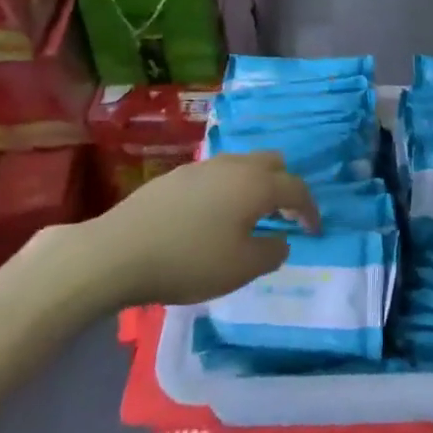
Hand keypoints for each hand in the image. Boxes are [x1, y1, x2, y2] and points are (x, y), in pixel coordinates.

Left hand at [95, 153, 320, 306]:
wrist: (118, 252)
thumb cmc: (189, 260)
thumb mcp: (241, 268)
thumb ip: (271, 252)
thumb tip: (280, 240)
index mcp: (256, 184)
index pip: (296, 188)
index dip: (310, 210)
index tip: (314, 231)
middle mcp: (234, 165)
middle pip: (272, 163)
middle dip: (284, 186)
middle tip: (282, 216)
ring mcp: (202, 166)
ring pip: (242, 165)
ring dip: (254, 186)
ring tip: (247, 218)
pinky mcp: (176, 176)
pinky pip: (216, 175)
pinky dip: (227, 190)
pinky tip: (211, 218)